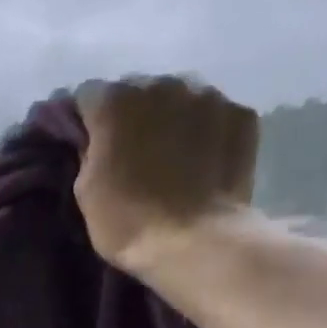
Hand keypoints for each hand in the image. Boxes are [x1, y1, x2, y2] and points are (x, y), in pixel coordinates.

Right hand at [73, 76, 259, 276]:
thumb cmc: (128, 222)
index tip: (91, 144)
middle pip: (139, 90)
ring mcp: (207, 95)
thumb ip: (89, 151)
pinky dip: (207, 131)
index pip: (90, 96)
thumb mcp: (85, 191)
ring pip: (180, 97)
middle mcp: (161, 84)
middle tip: (134, 152)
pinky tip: (205, 161)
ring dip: (172, 118)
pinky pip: (215, 114)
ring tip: (173, 155)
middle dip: (133, 115)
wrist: (195, 243)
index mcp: (115, 101)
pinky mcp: (241, 114)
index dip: (88, 121)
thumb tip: (97, 139)